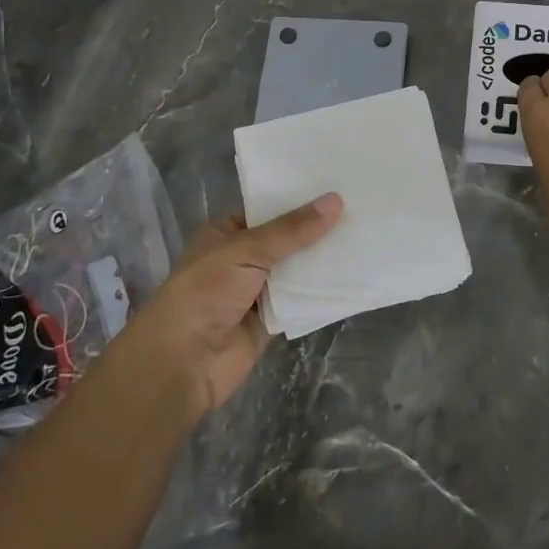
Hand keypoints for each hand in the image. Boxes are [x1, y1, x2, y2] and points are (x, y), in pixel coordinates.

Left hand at [127, 194, 341, 418]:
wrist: (183, 362)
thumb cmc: (205, 291)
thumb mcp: (247, 249)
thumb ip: (293, 229)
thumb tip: (336, 200)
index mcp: (226, 234)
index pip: (267, 209)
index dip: (298, 200)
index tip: (336, 186)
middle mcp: (241, 259)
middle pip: (286, 240)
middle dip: (317, 230)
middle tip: (361, 208)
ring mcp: (256, 291)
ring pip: (296, 270)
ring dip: (322, 260)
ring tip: (366, 235)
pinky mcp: (270, 321)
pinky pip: (301, 301)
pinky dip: (321, 292)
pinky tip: (354, 274)